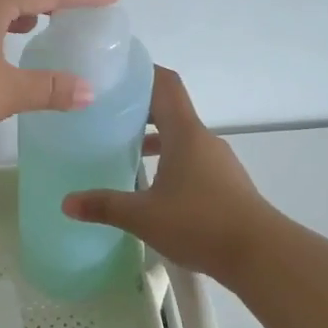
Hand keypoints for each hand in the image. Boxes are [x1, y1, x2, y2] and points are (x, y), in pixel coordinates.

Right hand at [63, 66, 274, 280]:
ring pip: (181, 138)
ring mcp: (218, 163)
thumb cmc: (200, 223)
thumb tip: (66, 202)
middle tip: (105, 115)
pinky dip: (169, 162)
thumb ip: (104, 206)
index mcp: (185, 134)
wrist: (262, 255)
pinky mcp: (225, 185)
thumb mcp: (143, 216)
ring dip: (154, 139)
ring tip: (123, 151)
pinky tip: (151, 187)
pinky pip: (191, 161)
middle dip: (138, 109)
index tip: (114, 73)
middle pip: (170, 110)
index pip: (165, 84)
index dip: (142, 72)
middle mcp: (203, 140)